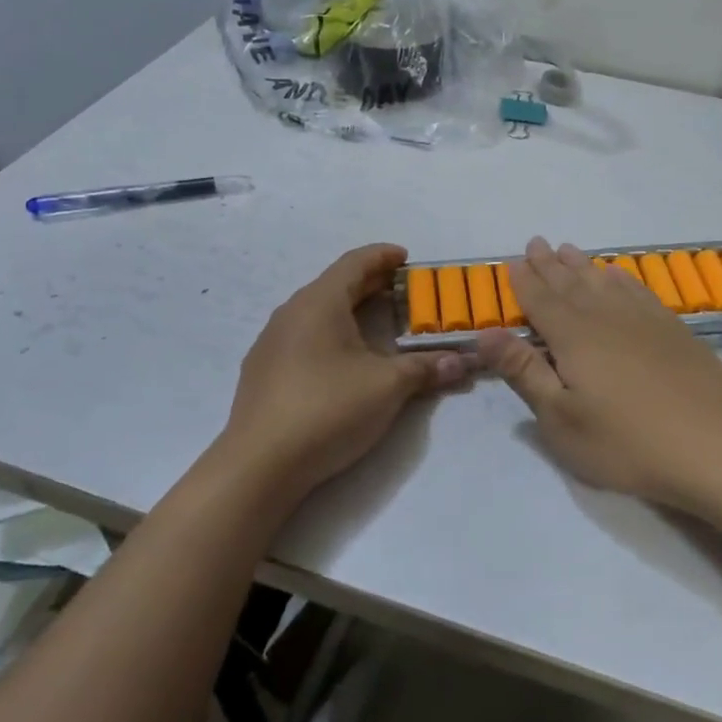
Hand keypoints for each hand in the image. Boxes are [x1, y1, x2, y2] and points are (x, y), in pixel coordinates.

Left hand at [220, 244, 466, 496]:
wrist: (260, 465)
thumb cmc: (328, 409)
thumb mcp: (388, 386)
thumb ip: (425, 368)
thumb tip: (462, 362)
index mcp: (319, 303)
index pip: (354, 263)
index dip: (383, 256)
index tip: (407, 258)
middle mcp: (291, 313)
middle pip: (335, 285)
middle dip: (371, 284)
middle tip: (404, 292)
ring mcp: (271, 343)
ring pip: (317, 312)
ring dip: (350, 310)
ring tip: (378, 325)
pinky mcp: (263, 372)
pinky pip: (303, 337)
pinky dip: (330, 334)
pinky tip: (343, 360)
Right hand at [476, 238, 721, 507]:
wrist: (715, 443)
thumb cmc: (626, 441)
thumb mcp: (561, 418)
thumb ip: (524, 372)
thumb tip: (485, 333)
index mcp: (573, 336)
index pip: (540, 300)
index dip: (524, 281)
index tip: (513, 261)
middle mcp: (606, 316)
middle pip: (570, 283)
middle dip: (549, 264)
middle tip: (536, 243)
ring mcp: (643, 319)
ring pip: (603, 281)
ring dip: (582, 265)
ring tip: (568, 250)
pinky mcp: (672, 329)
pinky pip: (637, 289)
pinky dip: (621, 277)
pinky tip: (618, 275)